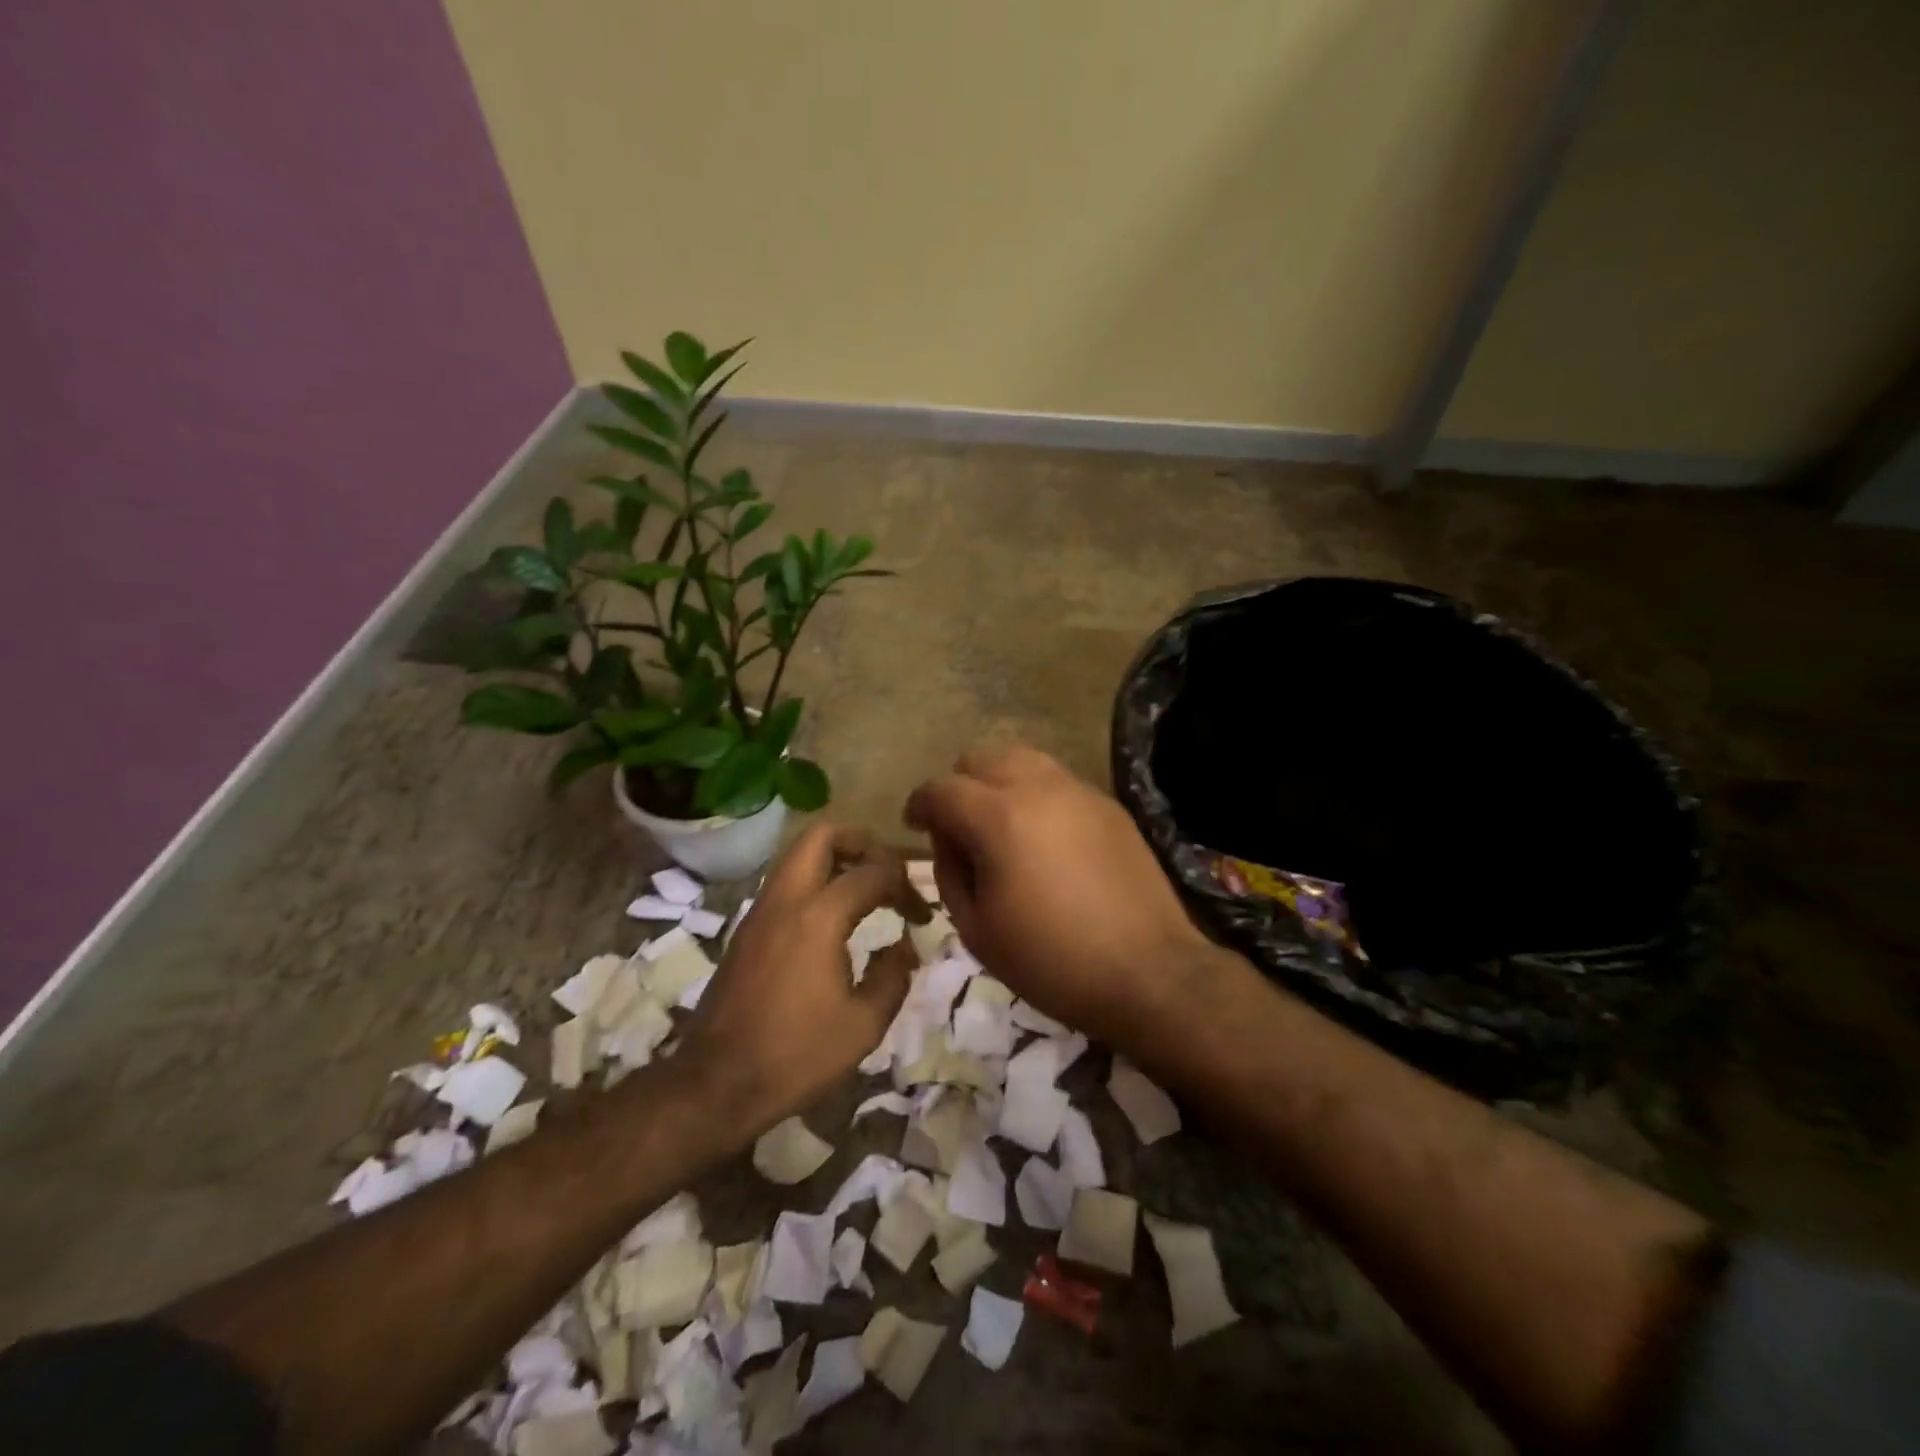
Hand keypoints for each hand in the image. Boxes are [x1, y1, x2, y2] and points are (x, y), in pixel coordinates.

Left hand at [678, 825, 927, 1130]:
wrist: (715, 1083)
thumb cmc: (795, 1055)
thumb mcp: (863, 1025)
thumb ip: (893, 976)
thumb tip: (904, 946)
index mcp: (818, 917)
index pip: (872, 872)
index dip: (905, 885)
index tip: (921, 916)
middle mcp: (785, 900)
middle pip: (823, 835)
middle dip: (862, 842)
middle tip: (887, 872)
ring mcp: (760, 911)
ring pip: (798, 854)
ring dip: (835, 859)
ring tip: (864, 891)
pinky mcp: (746, 929)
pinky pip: (784, 881)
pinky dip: (814, 881)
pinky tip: (832, 919)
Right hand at [904, 743, 1208, 1043]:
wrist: (1147, 972)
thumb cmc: (1051, 960)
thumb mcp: (977, 929)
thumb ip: (949, 872)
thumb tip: (949, 841)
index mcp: (999, 817)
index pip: (941, 790)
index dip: (919, 804)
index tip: (913, 824)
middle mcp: (1038, 788)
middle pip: (982, 758)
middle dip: (959, 787)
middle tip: (959, 828)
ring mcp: (1079, 791)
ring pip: (1023, 759)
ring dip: (999, 783)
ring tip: (1001, 824)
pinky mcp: (1108, 805)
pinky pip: (1058, 781)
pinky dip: (1036, 795)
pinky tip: (1045, 837)